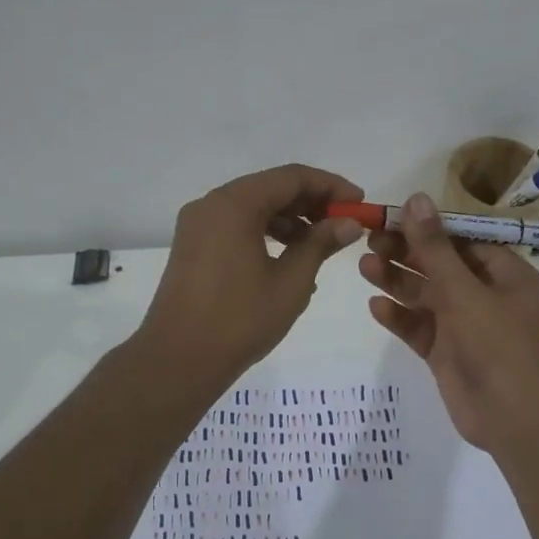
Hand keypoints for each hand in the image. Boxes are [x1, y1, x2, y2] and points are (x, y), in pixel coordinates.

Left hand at [138, 164, 364, 388]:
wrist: (178, 360)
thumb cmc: (240, 319)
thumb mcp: (291, 281)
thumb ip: (321, 243)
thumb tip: (349, 223)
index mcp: (234, 204)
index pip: (292, 177)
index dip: (331, 186)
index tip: (359, 204)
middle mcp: (212, 204)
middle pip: (271, 188)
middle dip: (311, 203)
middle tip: (345, 225)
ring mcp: (198, 226)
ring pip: (253, 208)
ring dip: (290, 220)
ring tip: (321, 246)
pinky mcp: (193, 247)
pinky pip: (237, 226)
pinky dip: (266, 234)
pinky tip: (290, 260)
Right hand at [358, 192, 538, 450]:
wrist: (513, 419)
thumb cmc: (497, 345)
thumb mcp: (464, 291)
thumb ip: (435, 248)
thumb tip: (416, 198)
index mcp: (503, 273)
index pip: (462, 238)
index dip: (427, 226)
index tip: (391, 216)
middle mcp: (484, 294)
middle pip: (439, 264)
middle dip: (406, 253)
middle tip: (369, 240)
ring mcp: (464, 324)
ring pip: (425, 295)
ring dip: (397, 281)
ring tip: (363, 267)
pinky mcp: (446, 351)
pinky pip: (419, 327)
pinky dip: (399, 316)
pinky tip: (376, 306)